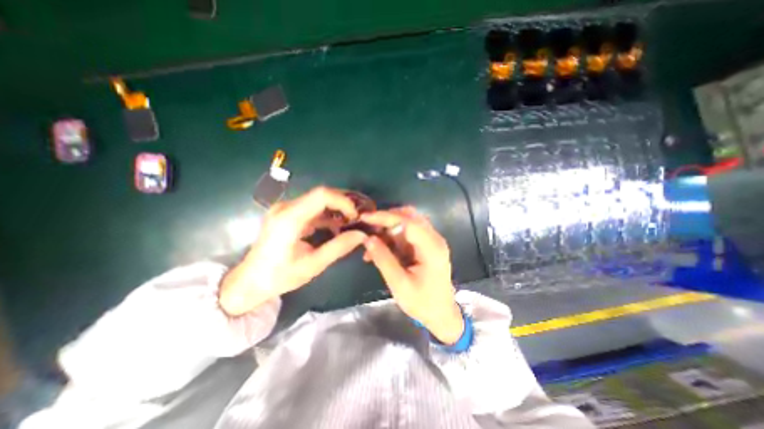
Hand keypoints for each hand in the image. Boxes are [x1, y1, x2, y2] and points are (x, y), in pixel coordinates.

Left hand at [219, 186, 366, 315]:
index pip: (322, 195)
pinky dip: (327, 215)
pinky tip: (336, 227)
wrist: (249, 282)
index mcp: (290, 218)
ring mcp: (285, 209)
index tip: (356, 216)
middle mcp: (286, 207)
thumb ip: (338, 247)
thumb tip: (362, 234)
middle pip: (321, 194)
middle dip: (343, 204)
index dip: (343, 201)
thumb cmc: (279, 276)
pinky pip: (312, 208)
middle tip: (358, 217)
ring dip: (337, 209)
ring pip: (318, 200)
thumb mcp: (312, 265)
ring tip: (351, 223)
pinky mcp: (287, 214)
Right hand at [361, 206, 461, 343]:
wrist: (442, 314)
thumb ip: (384, 259)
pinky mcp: (426, 244)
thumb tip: (368, 238)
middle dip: (387, 219)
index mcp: (432, 248)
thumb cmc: (422, 303)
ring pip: (408, 222)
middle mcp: (434, 239)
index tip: (365, 217)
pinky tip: (380, 248)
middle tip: (368, 228)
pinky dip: (392, 236)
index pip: (408, 222)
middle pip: (410, 216)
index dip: (385, 217)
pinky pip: (408, 232)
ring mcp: (432, 240)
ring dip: (388, 228)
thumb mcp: (399, 284)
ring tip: (371, 242)